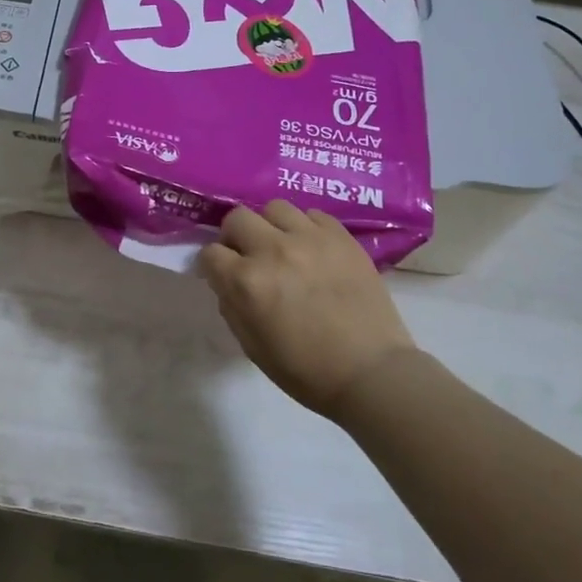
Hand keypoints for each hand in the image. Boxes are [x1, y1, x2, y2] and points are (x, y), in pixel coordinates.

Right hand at [199, 201, 415, 417]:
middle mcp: (273, 250)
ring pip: (275, 208)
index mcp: (247, 282)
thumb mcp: (251, 346)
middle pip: (237, 218)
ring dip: (270, 226)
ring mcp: (310, 238)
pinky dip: (305, 227)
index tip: (223, 275)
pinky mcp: (341, 237)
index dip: (213, 265)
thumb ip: (231, 305)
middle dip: (235, 237)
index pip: (210, 253)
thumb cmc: (306, 370)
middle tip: (249, 256)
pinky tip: (311, 249)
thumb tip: (225, 280)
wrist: (371, 373)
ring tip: (282, 246)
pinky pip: (312, 214)